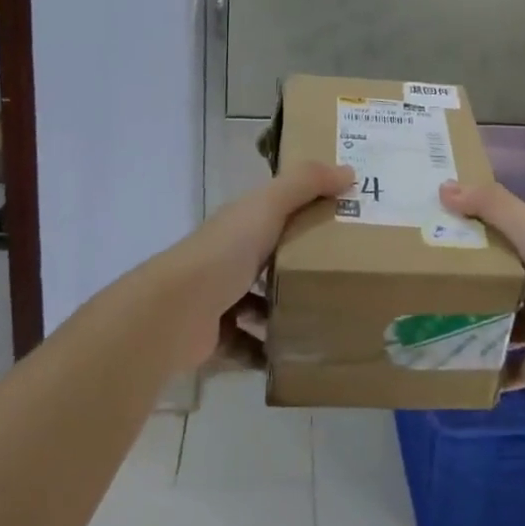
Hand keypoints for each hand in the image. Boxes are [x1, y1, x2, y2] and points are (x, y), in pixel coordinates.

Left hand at [165, 162, 352, 371]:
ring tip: (325, 318)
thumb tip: (349, 170)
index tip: (346, 219)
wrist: (175, 312)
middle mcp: (229, 255)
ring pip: (261, 302)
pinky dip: (268, 350)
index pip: (278, 209)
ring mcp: (220, 296)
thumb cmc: (225, 252)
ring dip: (286, 310)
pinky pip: (249, 344)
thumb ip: (305, 183)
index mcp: (242, 222)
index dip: (308, 209)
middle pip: (271, 256)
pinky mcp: (216, 335)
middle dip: (302, 265)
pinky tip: (296, 354)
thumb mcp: (268, 206)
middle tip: (346, 275)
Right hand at [439, 180, 524, 393]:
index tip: (424, 239)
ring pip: (502, 327)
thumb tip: (442, 188)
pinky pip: (517, 370)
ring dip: (474, 332)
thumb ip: (490, 206)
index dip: (463, 236)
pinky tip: (462, 377)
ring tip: (429, 336)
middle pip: (494, 285)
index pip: (493, 238)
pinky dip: (496, 375)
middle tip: (415, 294)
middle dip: (461, 289)